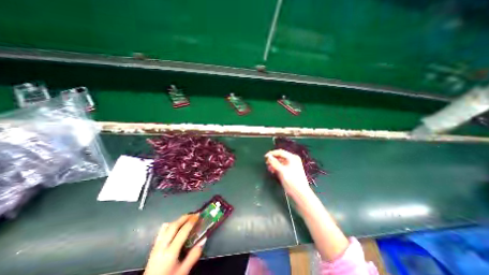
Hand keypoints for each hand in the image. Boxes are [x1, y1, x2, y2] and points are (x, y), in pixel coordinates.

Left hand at [144, 215, 206, 274]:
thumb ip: (194, 255)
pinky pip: (161, 231)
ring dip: (177, 220)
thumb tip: (203, 239)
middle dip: (185, 217)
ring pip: (167, 226)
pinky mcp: (153, 247)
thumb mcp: (183, 271)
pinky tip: (175, 227)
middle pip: (173, 225)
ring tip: (186, 219)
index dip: (191, 222)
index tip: (198, 215)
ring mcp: (156, 246)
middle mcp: (162, 246)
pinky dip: (170, 225)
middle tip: (194, 214)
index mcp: (170, 253)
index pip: (182, 232)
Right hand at [266, 150, 310, 198]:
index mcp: (292, 158)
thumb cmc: (292, 181)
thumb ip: (275, 163)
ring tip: (269, 168)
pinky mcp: (290, 171)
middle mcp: (292, 160)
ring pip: (280, 162)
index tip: (265, 156)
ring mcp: (291, 165)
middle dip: (273, 159)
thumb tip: (268, 156)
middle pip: (280, 156)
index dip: (272, 153)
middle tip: (266, 163)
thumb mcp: (282, 171)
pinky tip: (272, 171)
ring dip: (274, 164)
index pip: (280, 152)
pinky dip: (276, 168)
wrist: (300, 194)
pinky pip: (281, 166)